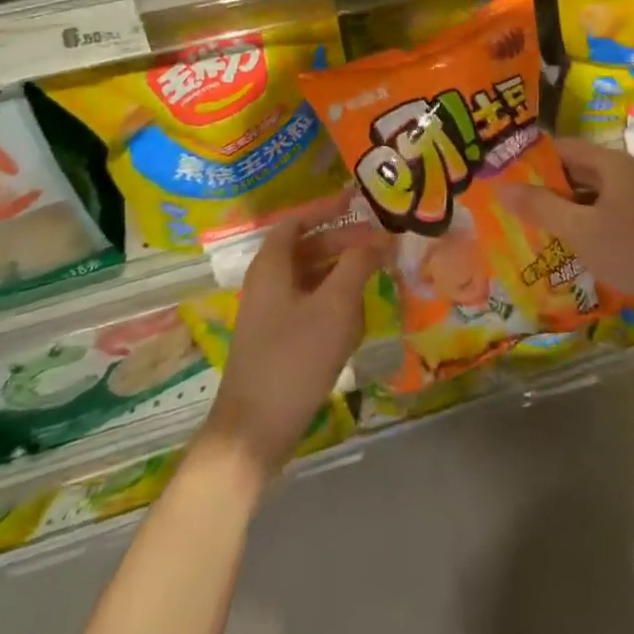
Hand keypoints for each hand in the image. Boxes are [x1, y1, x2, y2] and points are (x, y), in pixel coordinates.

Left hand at [201, 202, 388, 480]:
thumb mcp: (335, 305)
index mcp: (271, 265)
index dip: (326, 208)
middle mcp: (267, 283)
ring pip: (311, 279)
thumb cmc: (294, 357)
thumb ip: (358, 264)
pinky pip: (309, 307)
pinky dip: (333, 305)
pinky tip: (355, 323)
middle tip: (378, 244)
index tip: (359, 202)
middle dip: (343, 243)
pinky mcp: (277, 342)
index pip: (297, 221)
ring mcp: (270, 314)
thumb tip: (379, 237)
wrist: (254, 432)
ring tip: (374, 280)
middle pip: (307, 249)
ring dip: (341, 276)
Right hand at [501, 138, 633, 340]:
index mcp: (609, 163)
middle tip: (507, 202)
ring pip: (585, 195)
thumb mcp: (581, 229)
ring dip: (559, 208)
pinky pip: (599, 214)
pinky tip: (560, 244)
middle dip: (542, 185)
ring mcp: (632, 199)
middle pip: (573, 170)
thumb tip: (501, 187)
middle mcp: (621, 173)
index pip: (560, 147)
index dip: (530, 158)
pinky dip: (579, 224)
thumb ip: (541, 207)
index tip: (501, 173)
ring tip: (525, 224)